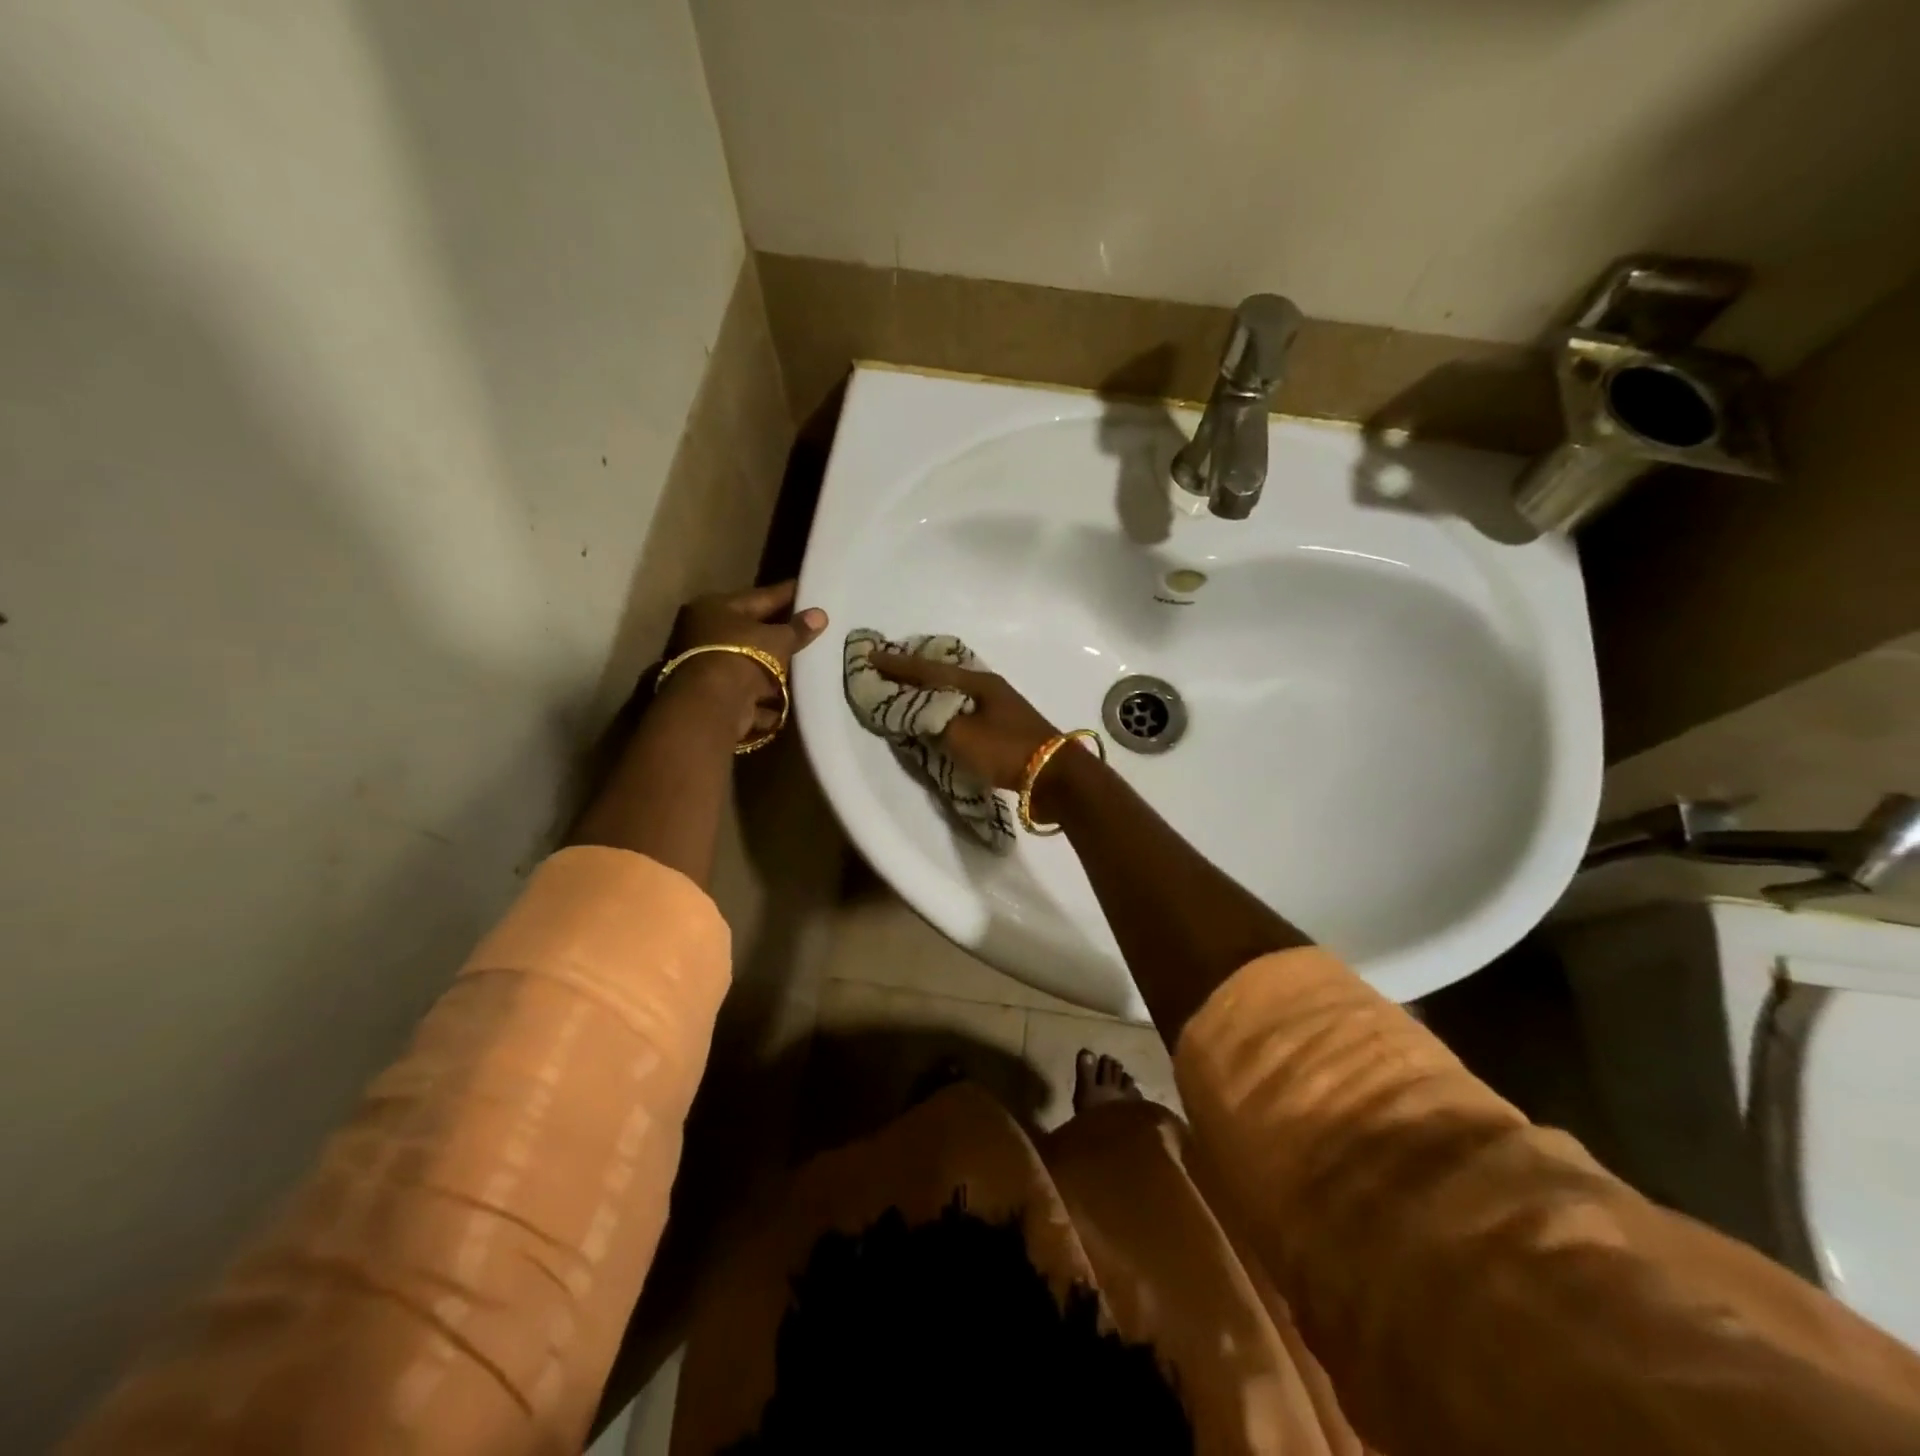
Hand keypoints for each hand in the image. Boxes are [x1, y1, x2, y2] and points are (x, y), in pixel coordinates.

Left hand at [665, 580, 827, 739]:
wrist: (712, 707)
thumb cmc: (742, 658)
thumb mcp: (777, 640)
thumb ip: (798, 628)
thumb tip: (820, 615)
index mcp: (715, 607)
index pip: (760, 596)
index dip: (787, 594)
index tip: (808, 589)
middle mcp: (704, 632)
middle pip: (751, 629)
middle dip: (779, 631)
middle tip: (810, 626)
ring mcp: (706, 665)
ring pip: (749, 660)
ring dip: (773, 664)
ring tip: (805, 661)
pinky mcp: (714, 694)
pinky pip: (748, 687)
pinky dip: (765, 691)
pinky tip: (788, 692)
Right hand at [869, 653, 1059, 791]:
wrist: (1055, 776)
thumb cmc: (1006, 750)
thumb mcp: (961, 735)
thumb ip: (932, 721)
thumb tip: (915, 713)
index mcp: (977, 682)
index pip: (927, 670)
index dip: (897, 665)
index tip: (870, 656)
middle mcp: (988, 688)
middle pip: (942, 675)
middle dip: (913, 672)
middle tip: (886, 668)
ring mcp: (999, 707)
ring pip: (954, 692)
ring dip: (929, 691)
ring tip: (906, 690)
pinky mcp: (1004, 728)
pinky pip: (963, 710)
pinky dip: (944, 709)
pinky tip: (938, 716)